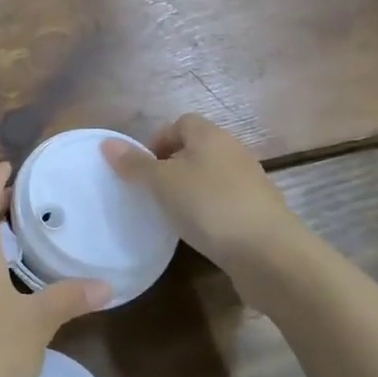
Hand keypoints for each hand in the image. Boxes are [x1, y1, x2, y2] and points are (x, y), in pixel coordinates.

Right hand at [103, 115, 309, 278]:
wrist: (269, 253)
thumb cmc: (209, 206)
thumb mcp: (161, 184)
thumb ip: (134, 164)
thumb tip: (107, 143)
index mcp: (210, 135)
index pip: (180, 123)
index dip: (158, 141)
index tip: (144, 169)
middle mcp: (233, 151)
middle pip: (196, 148)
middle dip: (173, 167)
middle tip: (154, 192)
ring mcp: (251, 181)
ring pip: (211, 176)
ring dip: (192, 190)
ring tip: (175, 215)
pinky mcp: (260, 210)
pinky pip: (226, 201)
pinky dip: (211, 211)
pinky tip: (202, 232)